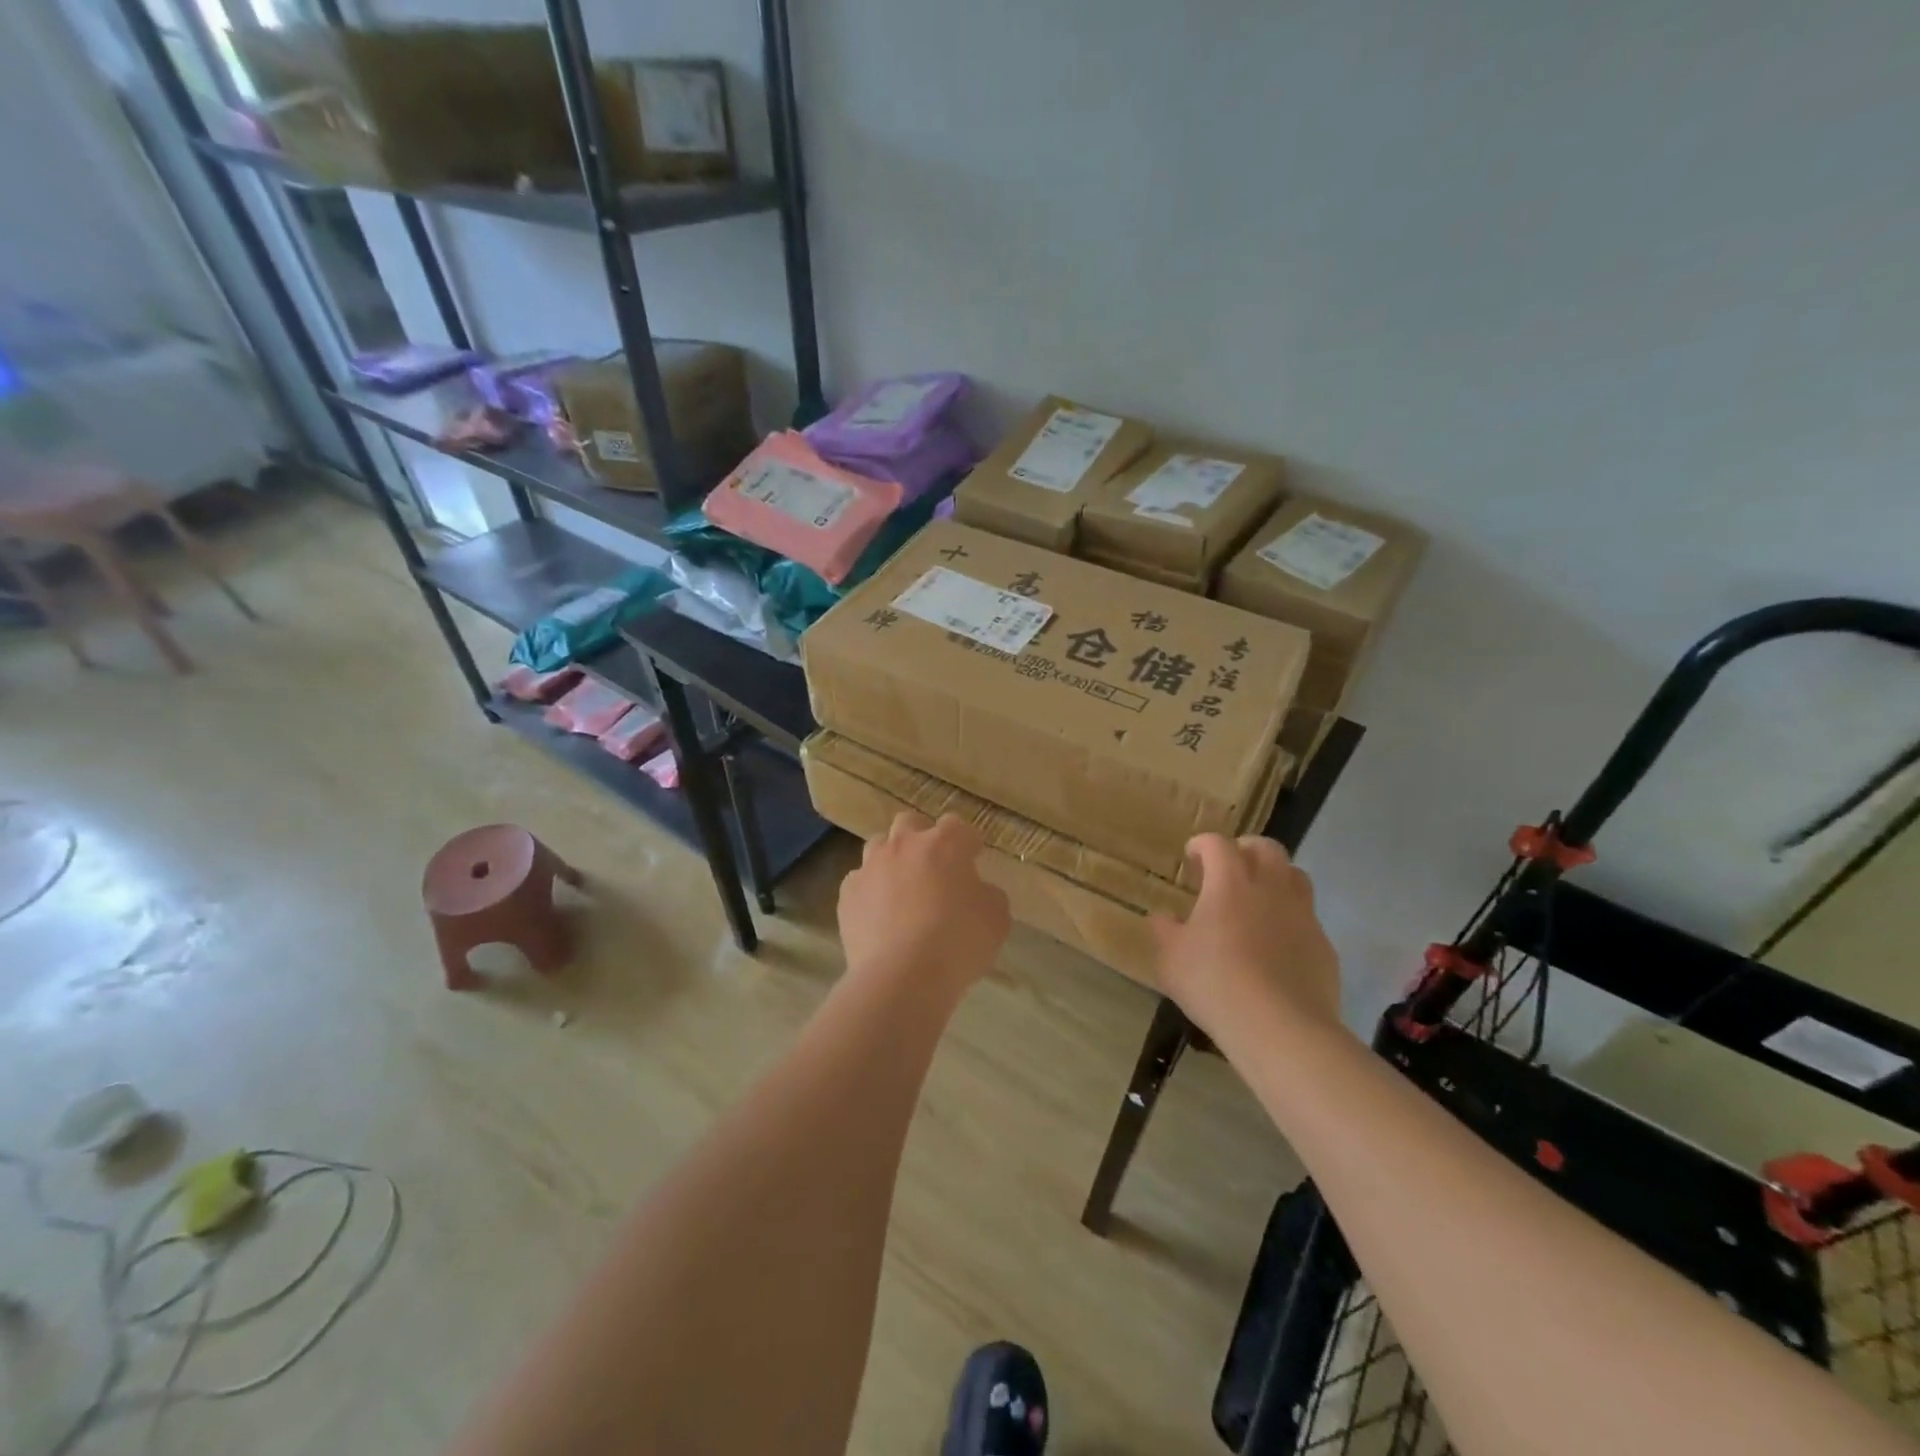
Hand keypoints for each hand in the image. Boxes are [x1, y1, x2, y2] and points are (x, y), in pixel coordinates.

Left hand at [837, 812, 1010, 995]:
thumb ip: (987, 894)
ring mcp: (870, 868)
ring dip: (892, 860)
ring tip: (902, 889)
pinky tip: (879, 915)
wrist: (902, 976)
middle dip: (921, 838)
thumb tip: (976, 892)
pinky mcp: (847, 895)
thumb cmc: (958, 941)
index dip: (966, 842)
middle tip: (933, 867)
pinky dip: (870, 892)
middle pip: (910, 823)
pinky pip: (859, 882)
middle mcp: (904, 845)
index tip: (972, 858)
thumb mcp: (996, 918)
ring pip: (878, 847)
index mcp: (944, 843)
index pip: (957, 826)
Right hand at [1150, 834, 1341, 1041]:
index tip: (1191, 857)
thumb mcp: (1170, 959)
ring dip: (1275, 878)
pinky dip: (1290, 920)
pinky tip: (1276, 946)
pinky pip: (1307, 919)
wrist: (1280, 1027)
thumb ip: (1164, 931)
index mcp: (1230, 882)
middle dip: (1245, 849)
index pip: (1217, 844)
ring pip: (1295, 877)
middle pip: (1266, 848)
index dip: (1202, 844)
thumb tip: (1163, 917)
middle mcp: (1271, 887)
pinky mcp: (1323, 946)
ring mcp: (1303, 915)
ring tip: (1257, 900)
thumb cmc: (1214, 983)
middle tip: (1228, 868)